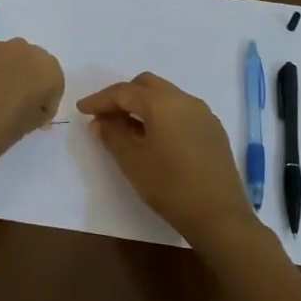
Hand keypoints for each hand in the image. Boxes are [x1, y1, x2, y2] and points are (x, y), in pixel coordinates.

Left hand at [0, 40, 64, 175]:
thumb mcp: (25, 128)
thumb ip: (35, 111)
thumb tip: (33, 106)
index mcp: (45, 71)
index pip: (54, 82)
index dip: (46, 100)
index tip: (34, 117)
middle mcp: (22, 50)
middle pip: (32, 62)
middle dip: (28, 80)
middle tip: (15, 105)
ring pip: (7, 57)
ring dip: (5, 73)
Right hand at [78, 72, 259, 243]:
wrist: (219, 215)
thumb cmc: (170, 186)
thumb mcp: (132, 162)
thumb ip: (112, 136)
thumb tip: (100, 122)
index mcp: (162, 103)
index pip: (124, 91)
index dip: (99, 99)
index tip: (81, 110)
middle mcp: (185, 100)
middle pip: (147, 85)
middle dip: (123, 96)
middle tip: (105, 116)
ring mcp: (203, 113)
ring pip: (166, 96)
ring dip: (143, 105)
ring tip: (127, 128)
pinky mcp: (213, 130)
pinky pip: (181, 111)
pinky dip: (162, 115)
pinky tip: (155, 138)